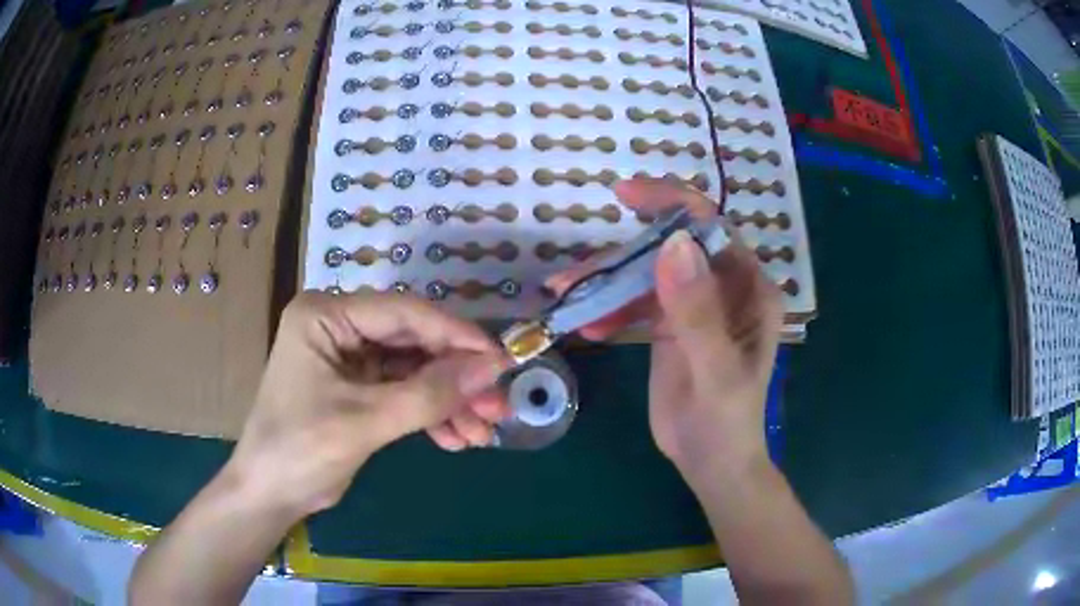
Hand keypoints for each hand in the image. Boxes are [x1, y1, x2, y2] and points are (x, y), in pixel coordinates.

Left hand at [228, 291, 510, 516]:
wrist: (270, 495)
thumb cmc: (300, 450)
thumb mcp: (365, 422)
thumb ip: (428, 395)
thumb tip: (492, 368)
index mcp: (326, 316)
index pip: (404, 313)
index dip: (457, 336)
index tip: (501, 361)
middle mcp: (339, 327)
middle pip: (414, 343)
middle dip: (456, 378)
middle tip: (497, 406)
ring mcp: (349, 358)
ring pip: (415, 370)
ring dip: (449, 401)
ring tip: (483, 433)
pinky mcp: (358, 388)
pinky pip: (404, 393)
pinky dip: (431, 415)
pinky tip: (456, 439)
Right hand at [547, 178, 782, 477]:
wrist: (710, 461)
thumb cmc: (726, 421)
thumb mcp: (715, 370)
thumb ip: (697, 311)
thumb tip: (672, 243)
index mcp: (749, 288)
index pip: (711, 228)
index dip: (671, 203)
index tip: (625, 195)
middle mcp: (724, 287)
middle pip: (669, 250)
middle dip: (621, 258)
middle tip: (574, 274)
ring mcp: (695, 304)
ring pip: (645, 275)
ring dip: (606, 285)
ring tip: (566, 297)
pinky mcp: (670, 325)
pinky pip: (635, 303)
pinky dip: (609, 310)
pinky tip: (589, 329)